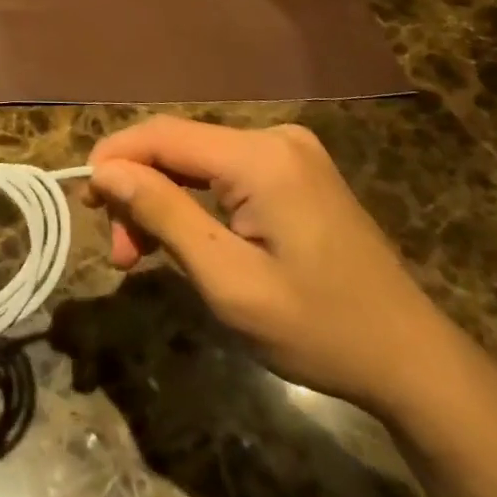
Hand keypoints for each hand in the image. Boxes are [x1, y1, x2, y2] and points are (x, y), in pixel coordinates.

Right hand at [87, 116, 467, 418]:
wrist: (413, 362)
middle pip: (178, 147)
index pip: (163, 135)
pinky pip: (224, 172)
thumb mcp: (229, 282)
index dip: (114, 157)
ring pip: (197, 160)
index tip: (83, 200)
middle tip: (120, 253)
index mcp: (261, 157)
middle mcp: (274, 137)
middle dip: (139, 191)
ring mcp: (289, 152)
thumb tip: (105, 170)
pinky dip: (194, 201)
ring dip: (163, 200)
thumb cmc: (319, 330)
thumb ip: (164, 214)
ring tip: (142, 255)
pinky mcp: (296, 171)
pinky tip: (183, 238)